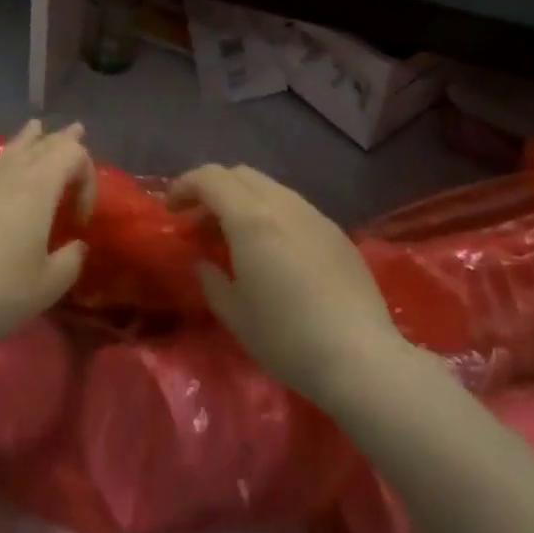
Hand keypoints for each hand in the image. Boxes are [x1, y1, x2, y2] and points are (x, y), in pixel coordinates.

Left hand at [0, 120, 94, 358]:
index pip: (73, 156)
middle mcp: (8, 176)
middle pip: (41, 145)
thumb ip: (71, 260)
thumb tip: (75, 246)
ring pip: (4, 152)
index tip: (80, 219)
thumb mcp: (49, 285)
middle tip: (76, 131)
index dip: (87, 178)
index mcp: (39, 188)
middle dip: (63, 140)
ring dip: (24, 139)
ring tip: (35, 127)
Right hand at [171, 165, 401, 406]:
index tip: (172, 211)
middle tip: (201, 224)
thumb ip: (211, 280)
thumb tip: (204, 262)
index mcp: (251, 218)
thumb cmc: (286, 337)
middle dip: (214, 190)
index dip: (184, 186)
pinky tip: (274, 252)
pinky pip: (294, 208)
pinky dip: (271, 215)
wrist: (361, 358)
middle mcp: (283, 205)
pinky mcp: (337, 233)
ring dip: (244, 202)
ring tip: (236, 239)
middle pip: (240, 174)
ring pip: (270, 188)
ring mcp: (315, 215)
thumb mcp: (234, 314)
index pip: (210, 177)